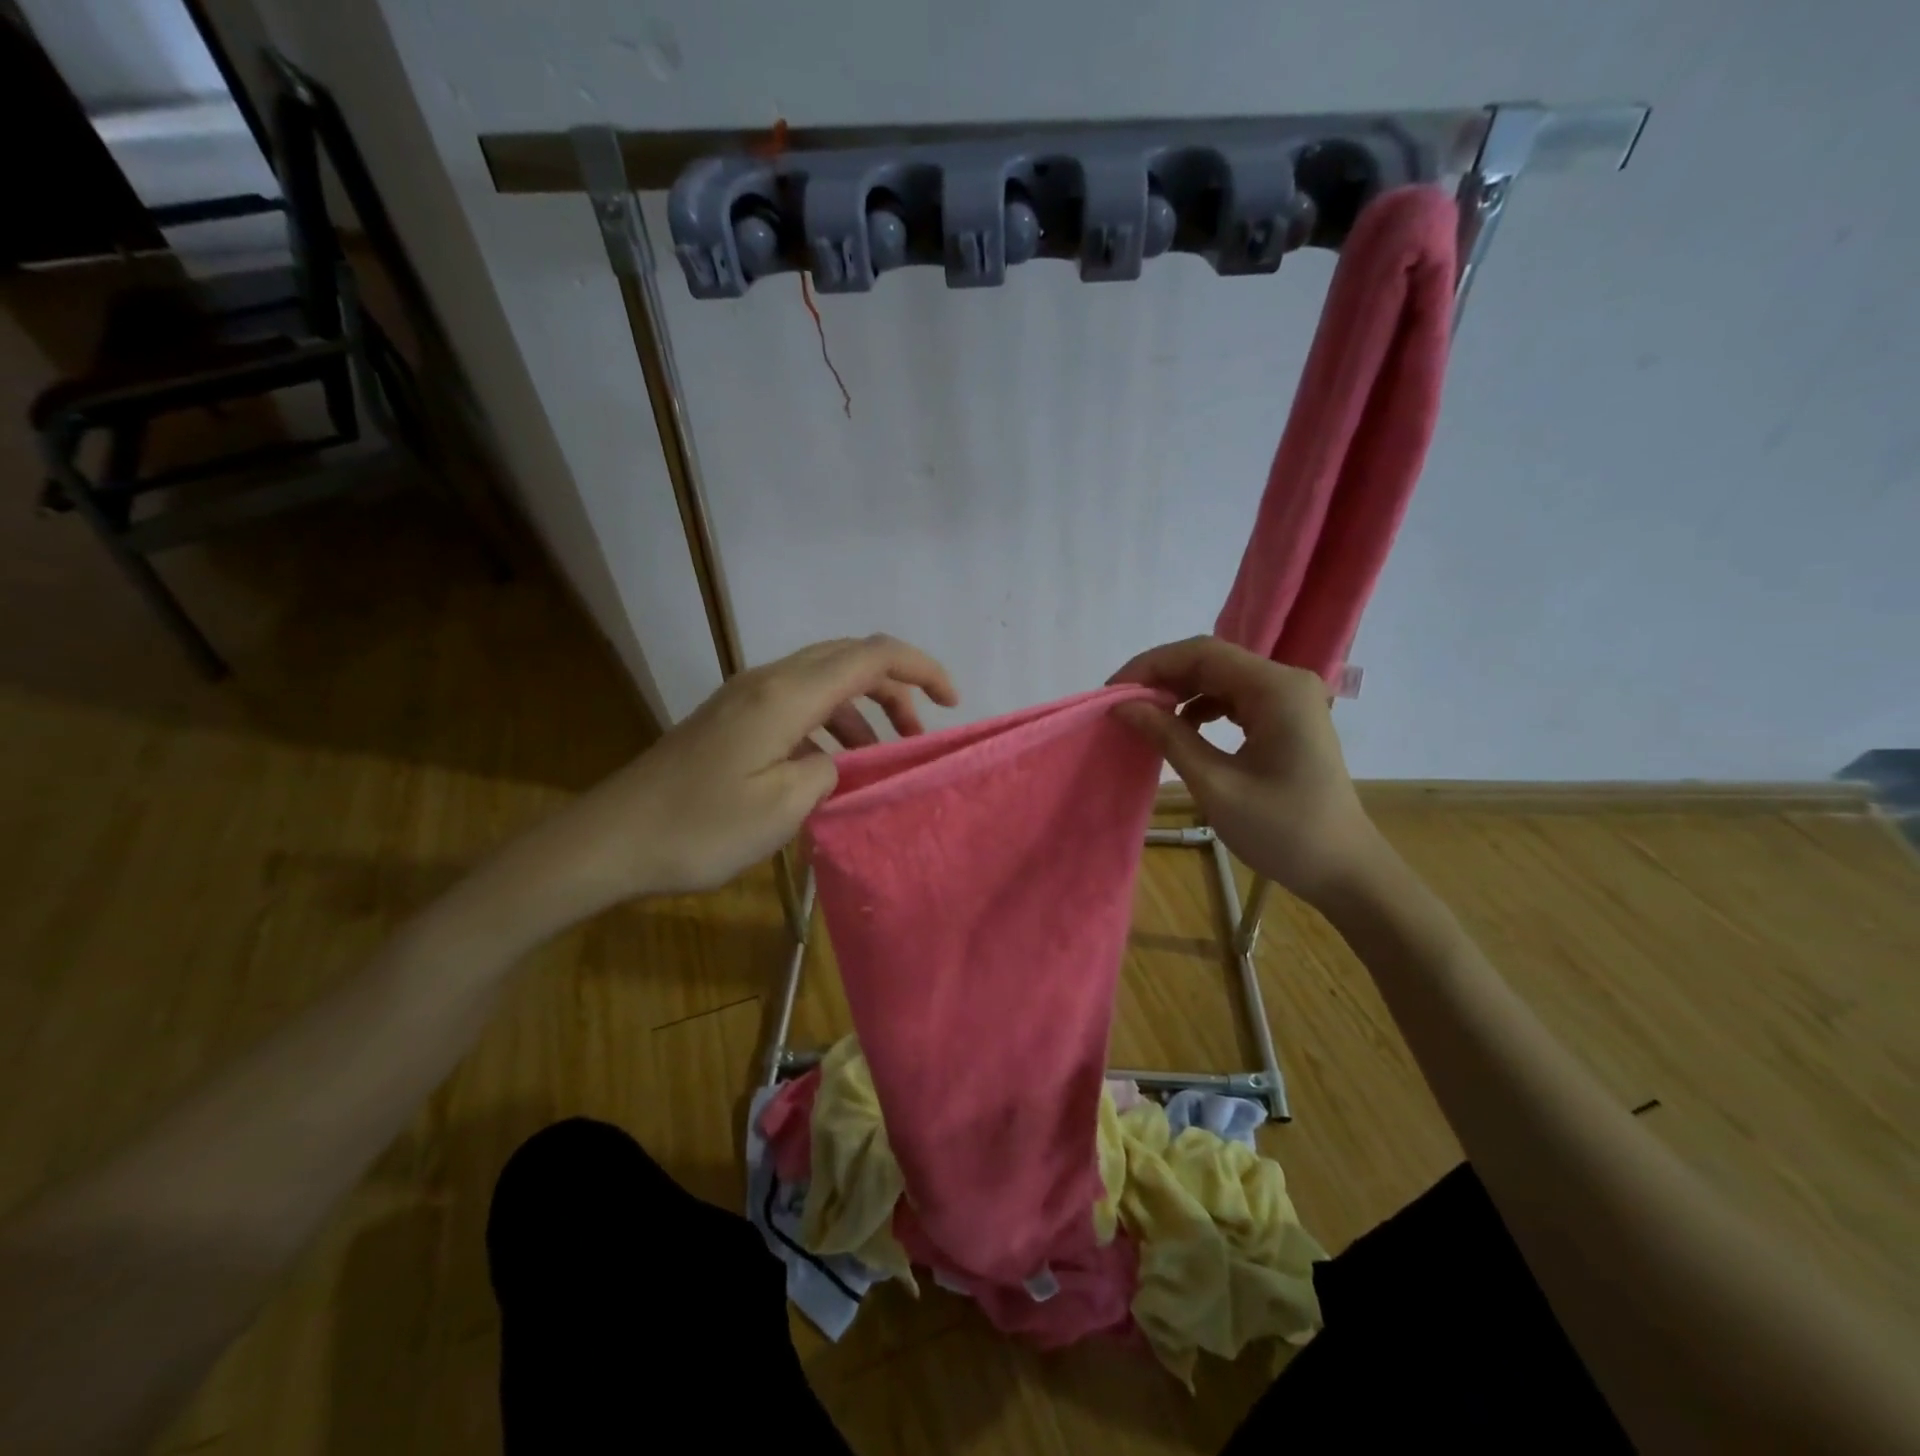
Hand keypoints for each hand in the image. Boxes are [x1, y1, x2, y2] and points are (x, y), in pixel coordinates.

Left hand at [482, 636, 956, 934]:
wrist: (613, 840)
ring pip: (824, 681)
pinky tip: (831, 767)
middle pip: (849, 659)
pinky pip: (798, 704)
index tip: (951, 702)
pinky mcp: (733, 718)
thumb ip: (831, 771)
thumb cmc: (699, 827)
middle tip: (917, 735)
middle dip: (895, 688)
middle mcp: (768, 681)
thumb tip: (841, 759)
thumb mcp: (782, 807)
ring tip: (881, 757)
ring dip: (862, 710)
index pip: (870, 657)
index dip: (920, 669)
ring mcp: (746, 697)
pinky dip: (830, 725)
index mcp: (786, 695)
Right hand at [1109, 636, 1382, 908]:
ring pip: (1220, 678)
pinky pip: (1234, 699)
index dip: (1151, 666)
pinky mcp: (1286, 719)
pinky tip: (1180, 730)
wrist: (1344, 870)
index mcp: (1276, 689)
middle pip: (1211, 661)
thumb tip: (1123, 706)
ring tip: (1144, 718)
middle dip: (1162, 678)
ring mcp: (1289, 699)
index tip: (1113, 692)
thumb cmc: (1283, 831)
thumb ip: (1169, 737)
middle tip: (1121, 706)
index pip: (1202, 653)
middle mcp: (1285, 682)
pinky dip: (1201, 708)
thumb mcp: (1216, 785)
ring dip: (1179, 692)